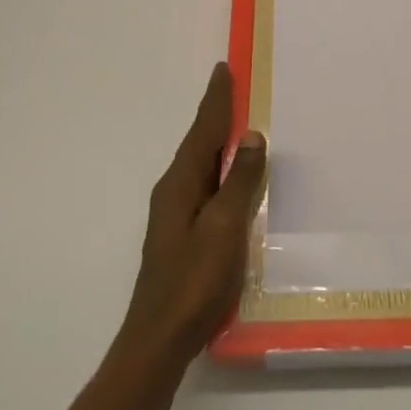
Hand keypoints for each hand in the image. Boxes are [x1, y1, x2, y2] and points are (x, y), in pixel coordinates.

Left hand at [119, 62, 266, 373]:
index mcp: (180, 184)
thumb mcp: (224, 228)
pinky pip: (205, 186)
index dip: (216, 100)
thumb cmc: (194, 282)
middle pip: (199, 143)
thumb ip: (238, 182)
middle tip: (235, 88)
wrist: (159, 340)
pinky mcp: (182, 235)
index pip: (203, 130)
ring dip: (218, 141)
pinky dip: (219, 169)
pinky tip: (232, 179)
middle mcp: (173, 192)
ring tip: (239, 124)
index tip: (223, 69)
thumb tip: (251, 136)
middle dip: (216, 114)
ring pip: (200, 165)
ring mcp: (175, 215)